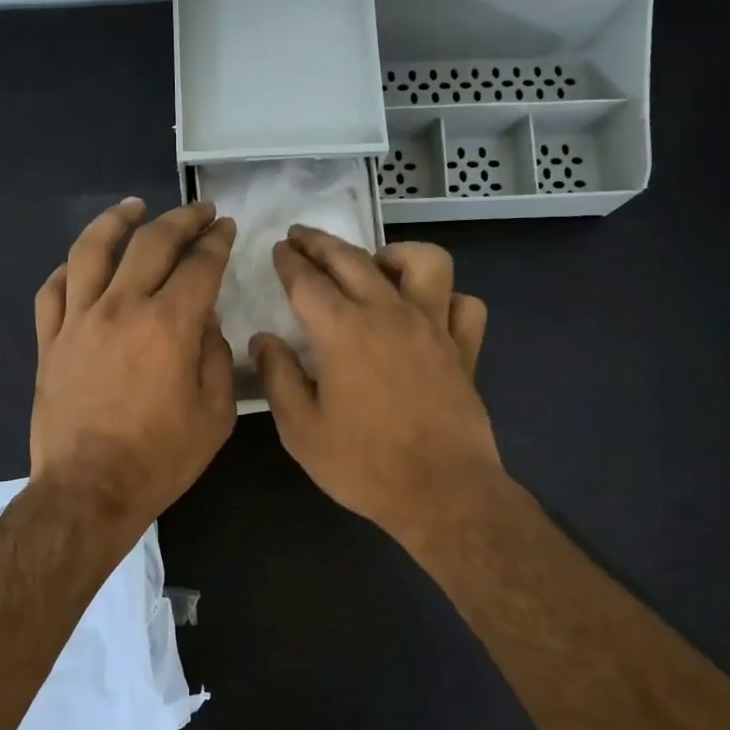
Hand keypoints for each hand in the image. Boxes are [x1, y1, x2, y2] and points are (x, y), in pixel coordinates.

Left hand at [31, 197, 236, 534]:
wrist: (89, 491)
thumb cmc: (160, 460)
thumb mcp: (215, 415)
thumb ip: (216, 358)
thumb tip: (205, 321)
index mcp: (169, 325)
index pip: (199, 265)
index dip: (217, 242)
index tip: (226, 228)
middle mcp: (122, 308)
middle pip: (150, 243)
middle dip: (181, 220)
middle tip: (198, 210)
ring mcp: (78, 321)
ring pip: (92, 250)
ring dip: (116, 221)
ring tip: (134, 207)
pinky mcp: (50, 342)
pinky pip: (53, 290)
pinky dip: (70, 269)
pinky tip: (81, 264)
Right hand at [252, 228, 499, 546]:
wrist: (441, 492)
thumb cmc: (363, 465)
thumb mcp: (301, 430)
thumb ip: (279, 377)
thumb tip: (264, 339)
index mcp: (343, 331)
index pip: (308, 281)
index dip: (289, 261)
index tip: (279, 248)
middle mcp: (390, 314)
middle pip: (353, 260)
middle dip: (322, 243)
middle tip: (302, 237)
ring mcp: (434, 327)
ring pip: (424, 262)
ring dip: (394, 254)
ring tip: (375, 266)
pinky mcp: (465, 349)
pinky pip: (463, 305)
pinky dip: (446, 299)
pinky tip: (428, 312)